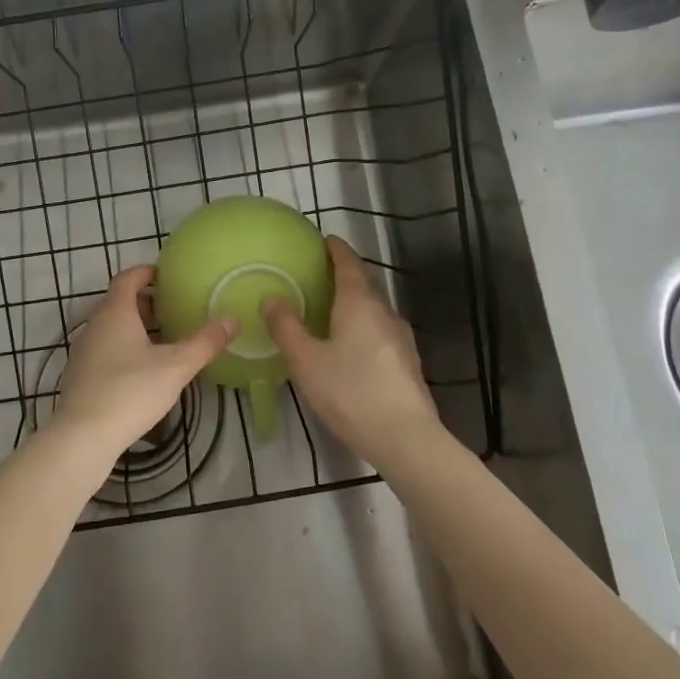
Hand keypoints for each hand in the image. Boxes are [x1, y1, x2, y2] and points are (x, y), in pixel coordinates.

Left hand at [51, 266, 236, 463]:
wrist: (83, 436)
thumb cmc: (131, 391)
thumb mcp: (176, 366)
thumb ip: (205, 342)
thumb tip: (232, 319)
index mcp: (115, 312)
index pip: (127, 278)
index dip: (146, 272)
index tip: (165, 275)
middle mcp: (95, 325)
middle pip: (118, 302)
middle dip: (144, 302)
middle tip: (171, 309)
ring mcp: (83, 351)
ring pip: (110, 327)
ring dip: (134, 326)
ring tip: (161, 339)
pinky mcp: (79, 375)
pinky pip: (104, 349)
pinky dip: (122, 347)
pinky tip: (140, 369)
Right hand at [263, 237, 439, 467]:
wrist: (406, 438)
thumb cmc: (350, 392)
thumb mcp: (307, 361)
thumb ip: (287, 327)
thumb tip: (272, 298)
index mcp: (359, 304)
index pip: (348, 264)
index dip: (337, 250)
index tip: (326, 240)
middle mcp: (384, 312)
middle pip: (363, 285)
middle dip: (343, 277)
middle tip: (319, 277)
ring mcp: (401, 338)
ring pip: (373, 310)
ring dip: (353, 305)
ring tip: (330, 312)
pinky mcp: (407, 362)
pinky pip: (380, 332)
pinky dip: (363, 328)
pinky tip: (351, 348)